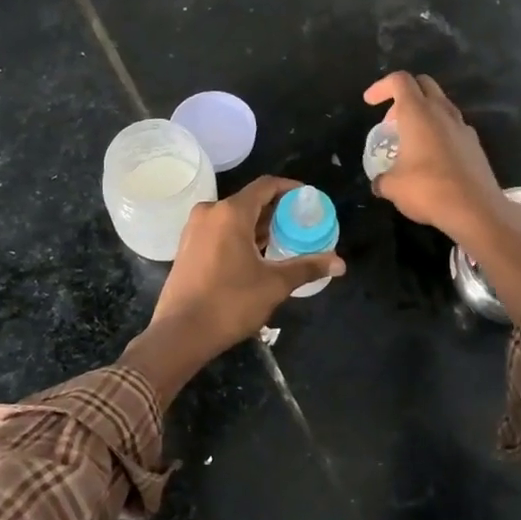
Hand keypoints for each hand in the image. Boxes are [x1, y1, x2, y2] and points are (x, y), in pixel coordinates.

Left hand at [119, 177, 343, 405]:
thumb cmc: (230, 303)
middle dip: (276, 210)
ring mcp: (194, 229)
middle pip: (250, 200)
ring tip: (283, 241)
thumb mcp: (274, 284)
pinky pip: (219, 230)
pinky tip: (256, 255)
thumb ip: (307, 267)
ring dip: (258, 225)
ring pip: (233, 216)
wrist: (180, 333)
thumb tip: (340, 263)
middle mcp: (210, 212)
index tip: (309, 200)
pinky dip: (240, 235)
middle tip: (301, 225)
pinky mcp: (187, 247)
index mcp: (231, 213)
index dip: (290, 189)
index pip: (266, 186)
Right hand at [365, 71, 520, 321]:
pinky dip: (439, 131)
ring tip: (411, 140)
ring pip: (441, 105)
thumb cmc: (428, 190)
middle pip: (423, 84)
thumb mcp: (393, 187)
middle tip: (391, 121)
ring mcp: (462, 126)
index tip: (369, 103)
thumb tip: (379, 183)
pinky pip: (453, 126)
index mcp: (418, 113)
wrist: (476, 209)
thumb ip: (382, 179)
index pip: (399, 81)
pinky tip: (432, 157)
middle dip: (404, 95)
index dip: (381, 87)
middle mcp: (442, 112)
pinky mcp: (474, 144)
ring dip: (423, 114)